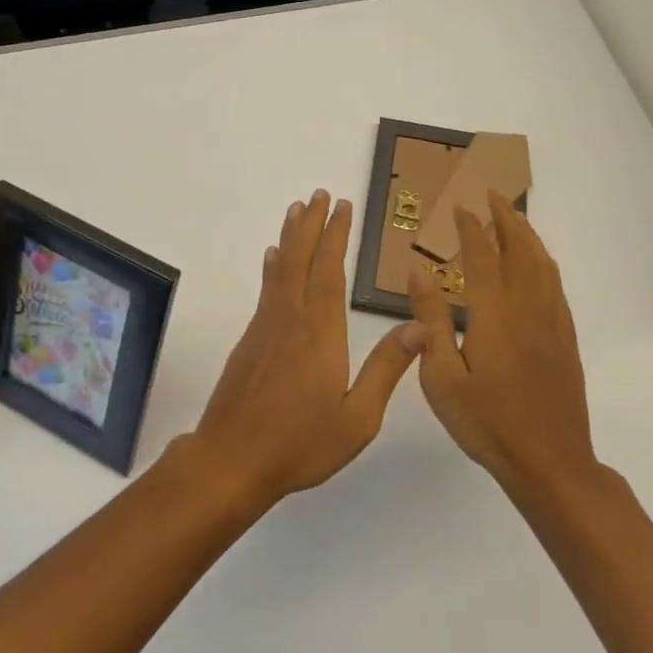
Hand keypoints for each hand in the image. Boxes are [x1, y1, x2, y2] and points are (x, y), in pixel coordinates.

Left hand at [191, 190, 421, 507]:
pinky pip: (265, 289)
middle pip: (302, 259)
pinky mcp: (249, 339)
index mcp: (321, 332)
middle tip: (319, 194)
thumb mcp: (357, 417)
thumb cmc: (301, 443)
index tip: (343, 206)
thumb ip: (386, 369)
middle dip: (313, 224)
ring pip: (280, 268)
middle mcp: (291, 318)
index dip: (337, 235)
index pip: (331, 270)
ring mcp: (265, 326)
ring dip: (291, 237)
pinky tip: (272, 258)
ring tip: (297, 210)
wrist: (232, 458)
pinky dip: (271, 267)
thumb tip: (419, 326)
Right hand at [404, 190, 598, 492]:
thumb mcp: (443, 377)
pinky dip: (544, 262)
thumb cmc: (488, 424)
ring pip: (542, 264)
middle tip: (491, 192)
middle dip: (505, 217)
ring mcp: (551, 324)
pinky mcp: (566, 340)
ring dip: (527, 234)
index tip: (458, 205)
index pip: (481, 256)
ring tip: (513, 216)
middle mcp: (527, 309)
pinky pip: (556, 286)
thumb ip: (431, 321)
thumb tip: (417, 273)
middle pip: (519, 250)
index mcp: (494, 315)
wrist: (551, 465)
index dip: (470, 227)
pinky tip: (538, 263)